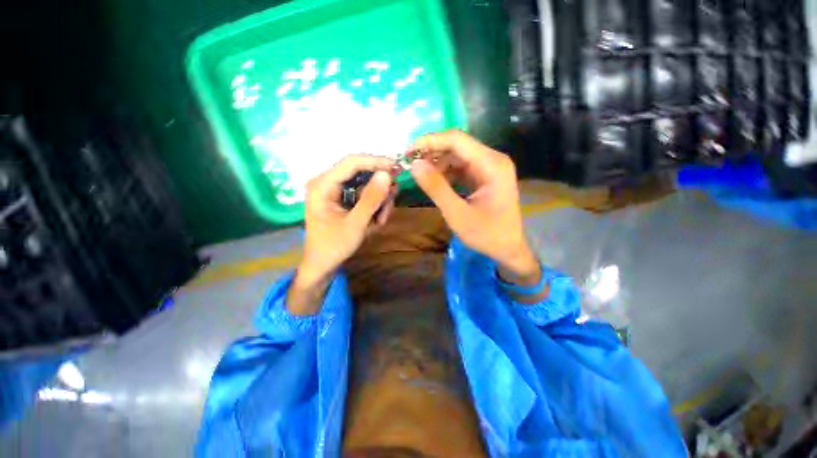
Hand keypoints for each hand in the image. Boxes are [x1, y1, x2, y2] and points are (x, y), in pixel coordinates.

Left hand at [288, 155, 396, 314]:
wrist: (322, 264)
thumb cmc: (334, 246)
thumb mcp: (356, 225)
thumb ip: (371, 199)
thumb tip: (387, 175)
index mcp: (322, 185)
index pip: (351, 162)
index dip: (376, 161)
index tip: (397, 168)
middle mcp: (327, 182)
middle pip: (360, 171)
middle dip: (379, 187)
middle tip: (390, 203)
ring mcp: (335, 190)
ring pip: (366, 183)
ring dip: (379, 200)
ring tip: (380, 220)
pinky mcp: (342, 197)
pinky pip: (364, 193)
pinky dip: (374, 205)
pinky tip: (375, 220)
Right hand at [409, 131, 541, 291]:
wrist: (508, 248)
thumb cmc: (487, 234)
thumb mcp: (457, 214)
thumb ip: (436, 188)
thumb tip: (414, 165)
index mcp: (491, 164)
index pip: (457, 140)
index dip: (430, 141)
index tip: (407, 151)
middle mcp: (493, 159)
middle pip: (457, 145)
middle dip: (432, 152)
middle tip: (409, 163)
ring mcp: (489, 167)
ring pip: (457, 155)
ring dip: (437, 163)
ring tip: (419, 174)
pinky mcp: (484, 176)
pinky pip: (461, 167)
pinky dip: (446, 172)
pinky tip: (434, 181)